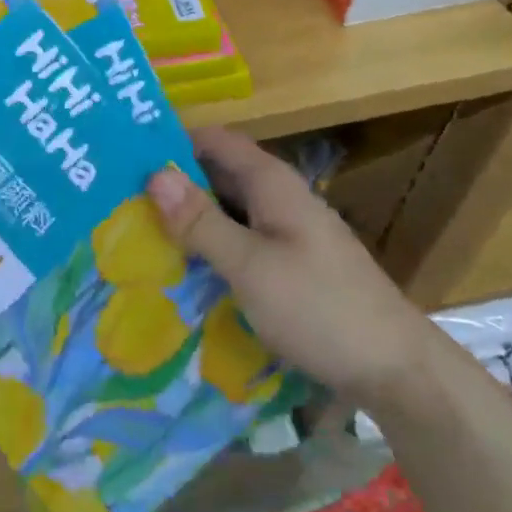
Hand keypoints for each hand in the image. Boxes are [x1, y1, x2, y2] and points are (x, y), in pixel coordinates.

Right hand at [146, 126, 431, 405]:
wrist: (396, 370)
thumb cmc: (319, 308)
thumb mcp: (249, 265)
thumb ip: (201, 221)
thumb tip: (154, 174)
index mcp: (271, 183)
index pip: (214, 141)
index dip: (172, 142)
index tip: (123, 157)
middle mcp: (279, 199)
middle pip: (217, 176)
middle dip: (172, 185)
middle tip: (116, 201)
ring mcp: (287, 233)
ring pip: (226, 213)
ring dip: (188, 220)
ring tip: (134, 234)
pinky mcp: (290, 266)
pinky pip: (239, 243)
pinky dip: (210, 248)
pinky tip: (180, 270)